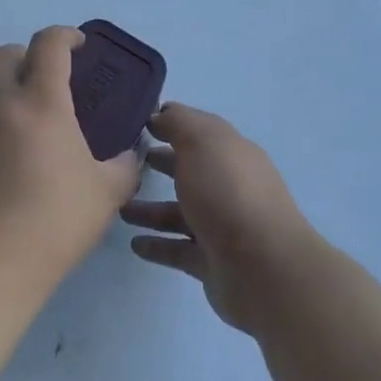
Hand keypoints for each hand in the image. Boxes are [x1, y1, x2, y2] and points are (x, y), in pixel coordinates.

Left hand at [0, 26, 143, 282]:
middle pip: (2, 55)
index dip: (65, 35)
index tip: (77, 44)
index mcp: (41, 102)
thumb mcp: (106, 194)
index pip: (49, 44)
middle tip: (40, 80)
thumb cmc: (53, 222)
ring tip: (10, 120)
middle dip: (23, 57)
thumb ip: (123, 166)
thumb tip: (130, 155)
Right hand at [120, 103, 319, 334]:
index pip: (201, 131)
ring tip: (119, 207)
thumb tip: (160, 114)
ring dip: (151, 209)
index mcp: (232, 153)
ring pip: (181, 212)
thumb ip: (178, 123)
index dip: (173, 123)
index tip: (139, 122)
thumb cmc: (228, 192)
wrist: (261, 267)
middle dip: (163, 163)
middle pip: (192, 170)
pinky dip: (157, 245)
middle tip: (127, 162)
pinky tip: (134, 243)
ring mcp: (223, 226)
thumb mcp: (201, 142)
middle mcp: (230, 186)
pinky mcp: (212, 261)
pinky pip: (178, 249)